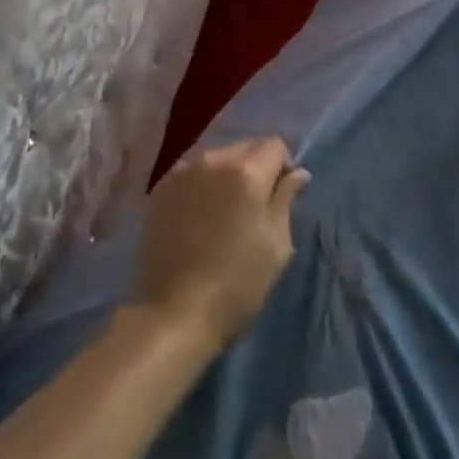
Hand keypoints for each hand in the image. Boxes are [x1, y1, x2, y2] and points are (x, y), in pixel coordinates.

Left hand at [132, 137, 309, 354]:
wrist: (173, 313)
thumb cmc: (236, 285)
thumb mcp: (276, 246)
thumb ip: (286, 199)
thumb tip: (297, 172)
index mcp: (245, 171)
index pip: (274, 144)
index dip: (284, 166)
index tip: (282, 197)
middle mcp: (212, 160)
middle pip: (245, 147)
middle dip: (256, 168)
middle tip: (255, 209)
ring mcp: (181, 172)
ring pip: (217, 159)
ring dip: (228, 176)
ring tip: (225, 215)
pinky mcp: (161, 189)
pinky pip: (192, 173)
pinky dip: (203, 186)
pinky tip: (200, 219)